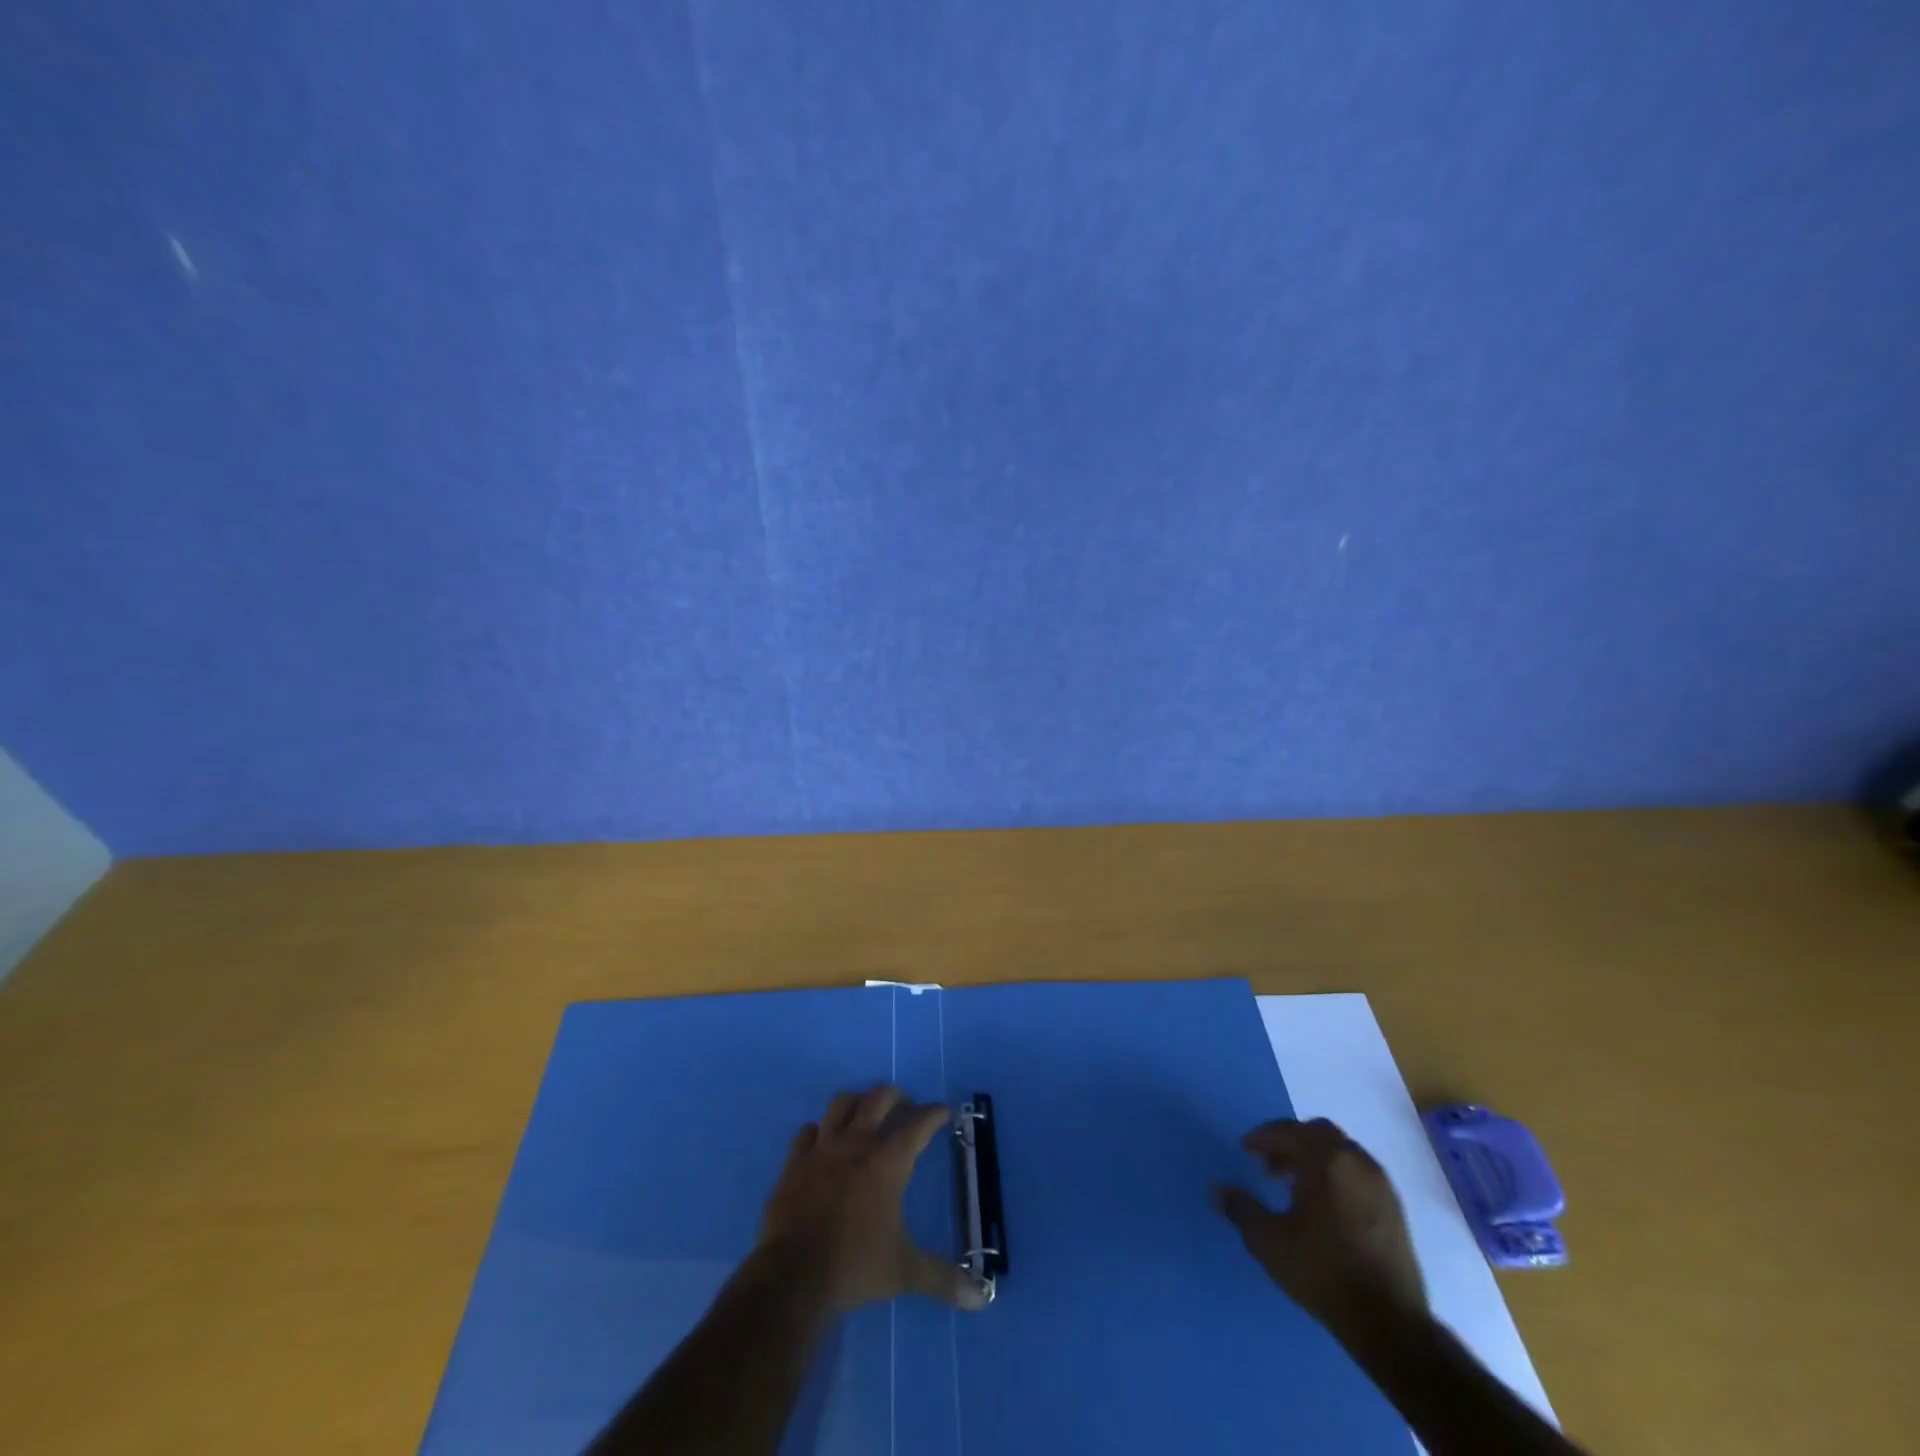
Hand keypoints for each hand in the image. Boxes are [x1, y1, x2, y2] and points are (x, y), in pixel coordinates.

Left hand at [758, 1086, 986, 1313]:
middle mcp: (857, 1143)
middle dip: (896, 1096)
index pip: (919, 1123)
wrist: (793, 1278)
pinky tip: (823, 1142)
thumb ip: (942, 1278)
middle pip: (878, 1098)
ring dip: (857, 1103)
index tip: (945, 1111)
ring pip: (841, 1103)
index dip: (935, 1113)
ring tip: (864, 1114)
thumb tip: (980, 1298)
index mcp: (888, 1162)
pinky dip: (819, 1131)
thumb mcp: (905, 1272)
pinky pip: (807, 1131)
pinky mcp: (794, 1162)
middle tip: (905, 1107)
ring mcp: (822, 1149)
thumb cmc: (855, 1267)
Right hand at [1217, 1117, 1424, 1341]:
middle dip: (1292, 1143)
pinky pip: (1359, 1175)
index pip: (1289, 1131)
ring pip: (1342, 1154)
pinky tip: (1324, 1208)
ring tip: (1295, 1188)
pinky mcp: (1396, 1211)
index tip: (1246, 1149)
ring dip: (1316, 1161)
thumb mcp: (1269, 1242)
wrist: (1390, 1324)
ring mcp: (1381, 1186)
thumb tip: (1218, 1190)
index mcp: (1326, 1160)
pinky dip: (1337, 1178)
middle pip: (1320, 1134)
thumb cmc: (1323, 1272)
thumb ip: (1241, 1209)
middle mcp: (1357, 1162)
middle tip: (1270, 1166)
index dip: (1264, 1137)